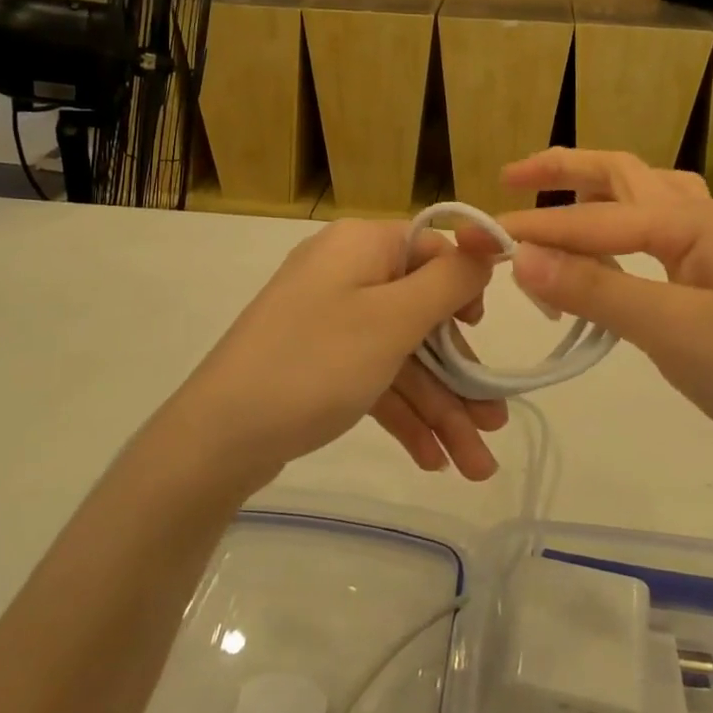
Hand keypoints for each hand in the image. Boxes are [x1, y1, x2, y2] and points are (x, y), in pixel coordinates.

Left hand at [168, 221, 501, 486]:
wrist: (218, 437)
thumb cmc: (316, 363)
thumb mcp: (393, 319)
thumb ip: (449, 281)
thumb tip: (486, 244)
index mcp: (362, 246)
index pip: (431, 250)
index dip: (464, 289)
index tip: (484, 333)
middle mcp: (346, 274)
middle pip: (421, 315)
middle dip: (460, 375)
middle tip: (495, 425)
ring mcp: (330, 321)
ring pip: (402, 357)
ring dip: (440, 408)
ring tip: (474, 467)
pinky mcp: (319, 362)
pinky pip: (374, 378)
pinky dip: (403, 414)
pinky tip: (432, 460)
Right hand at [497, 150, 712, 488]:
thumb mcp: (675, 330)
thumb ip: (597, 290)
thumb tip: (521, 258)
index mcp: (692, 221)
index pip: (595, 219)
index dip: (536, 229)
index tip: (479, 238)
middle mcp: (699, 221)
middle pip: (621, 176)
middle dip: (564, 170)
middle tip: (509, 176)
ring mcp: (707, 253)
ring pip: (638, 203)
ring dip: (590, 195)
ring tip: (549, 205)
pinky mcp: (707, 286)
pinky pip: (648, 244)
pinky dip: (611, 239)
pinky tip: (597, 260)